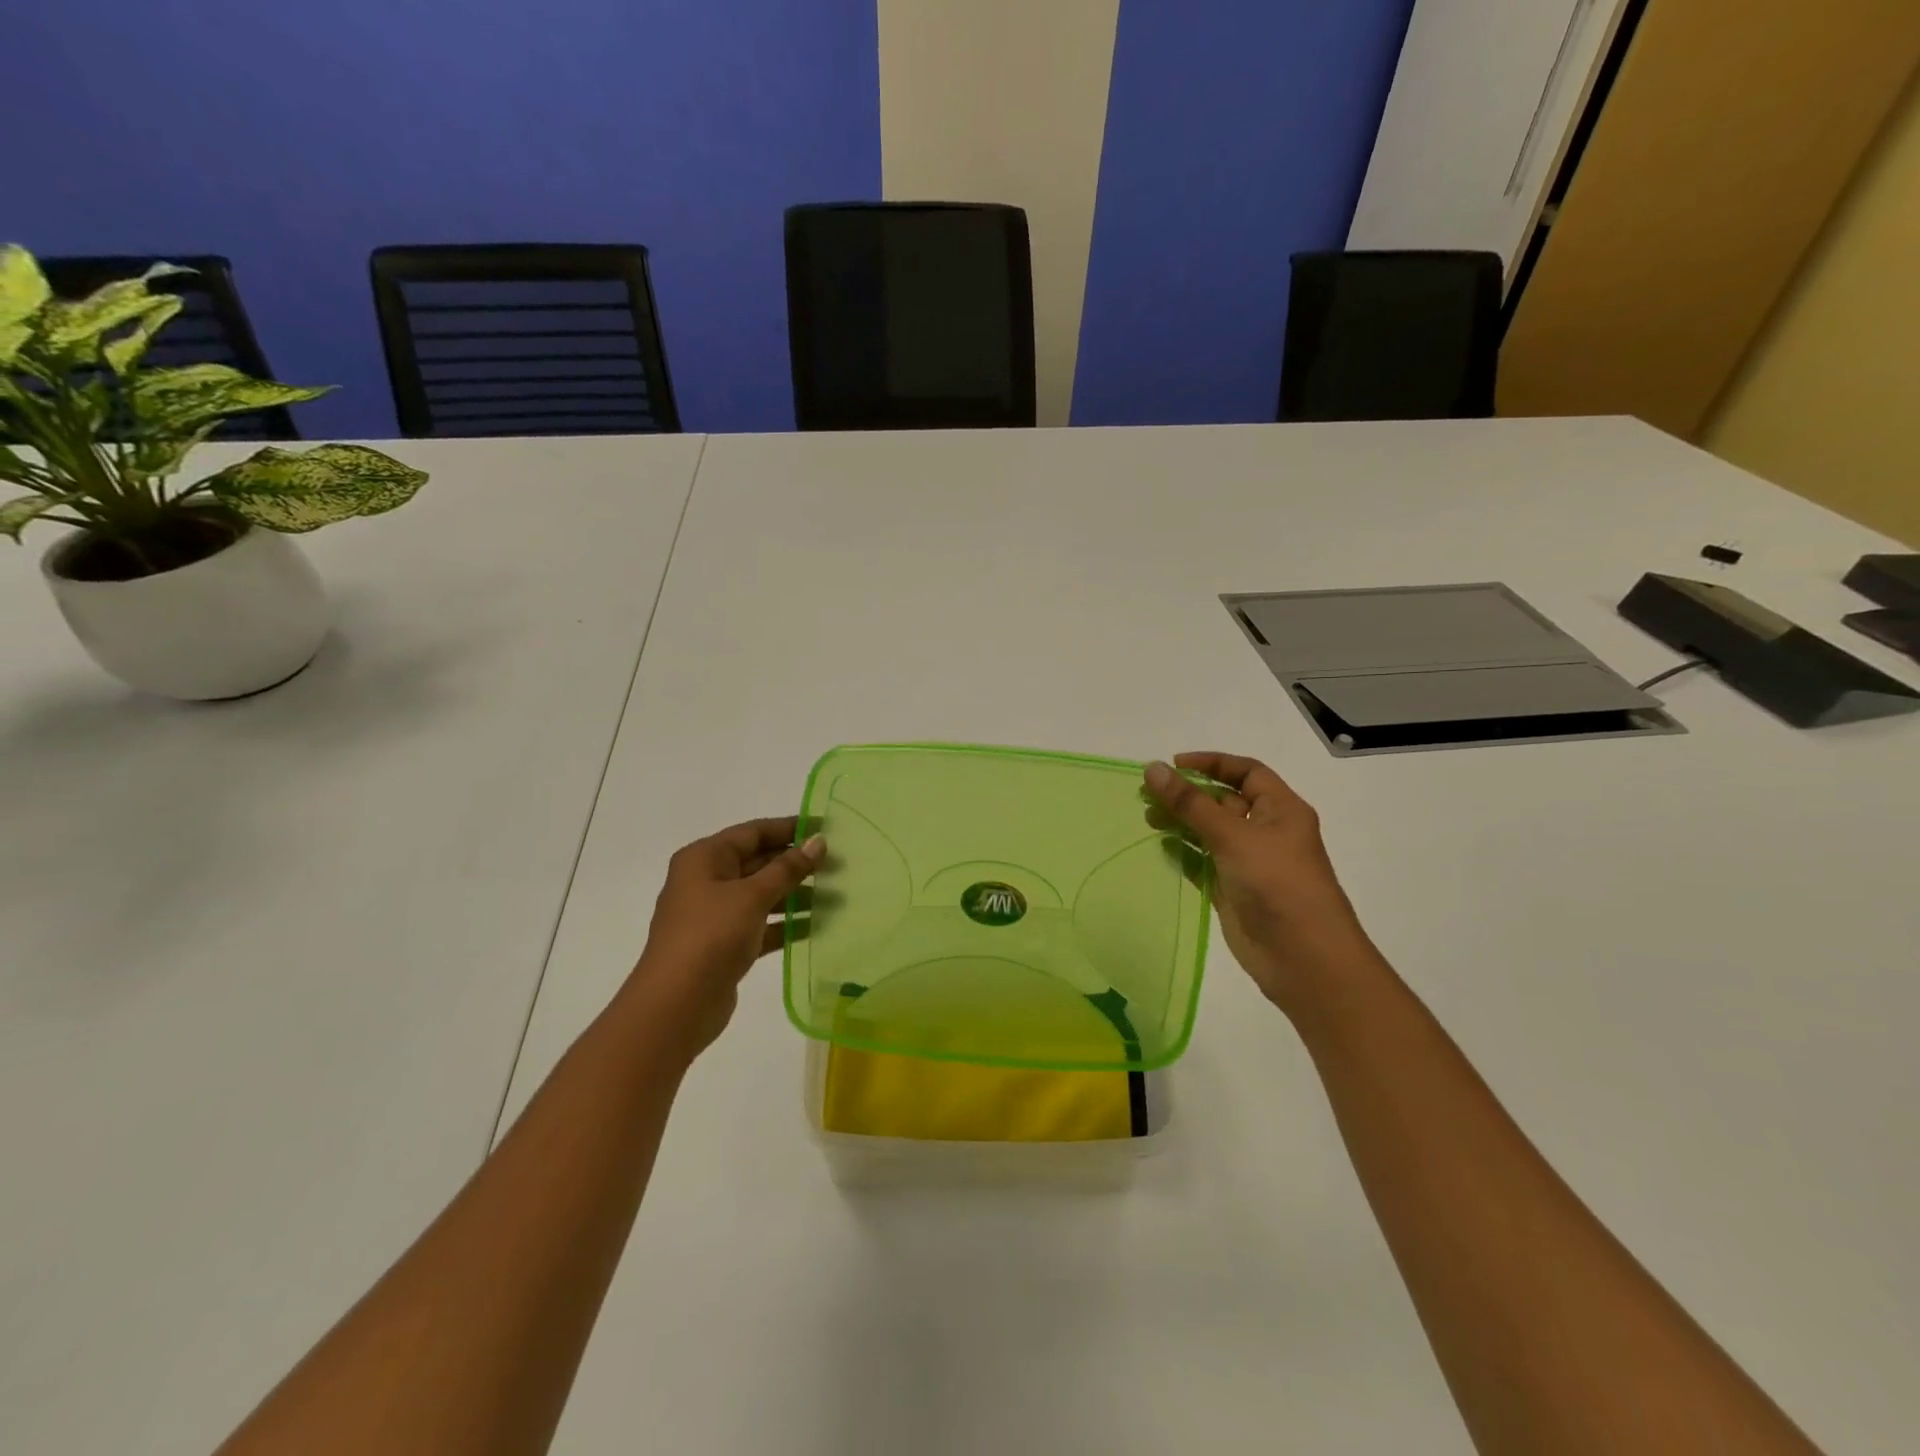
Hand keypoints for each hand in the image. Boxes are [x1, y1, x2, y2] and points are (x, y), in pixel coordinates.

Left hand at [624, 817, 824, 1053]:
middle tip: (839, 864)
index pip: (753, 832)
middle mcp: (707, 880)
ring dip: (796, 895)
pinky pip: (761, 925)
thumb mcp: (752, 896)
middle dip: (797, 864)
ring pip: (762, 895)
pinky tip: (818, 926)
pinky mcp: (725, 944)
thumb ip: (788, 868)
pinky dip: (786, 924)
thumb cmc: (711, 936)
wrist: (676, 1006)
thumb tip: (818, 842)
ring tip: (837, 896)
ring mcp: (715, 914)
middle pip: (758, 862)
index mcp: (705, 858)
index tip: (826, 829)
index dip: (790, 828)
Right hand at [1145, 752, 1378, 1016]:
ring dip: (1181, 822)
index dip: (1211, 763)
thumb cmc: (1276, 883)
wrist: (1303, 958)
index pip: (1246, 771)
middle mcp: (1266, 831)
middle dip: (1187, 794)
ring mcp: (1249, 862)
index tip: (1173, 765)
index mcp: (1280, 810)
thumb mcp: (1232, 836)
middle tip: (1148, 795)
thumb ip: (1190, 803)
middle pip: (1223, 801)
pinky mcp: (1233, 890)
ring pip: (1209, 832)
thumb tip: (1153, 768)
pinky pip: (1203, 863)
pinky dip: (1183, 854)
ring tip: (1148, 819)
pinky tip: (1161, 848)